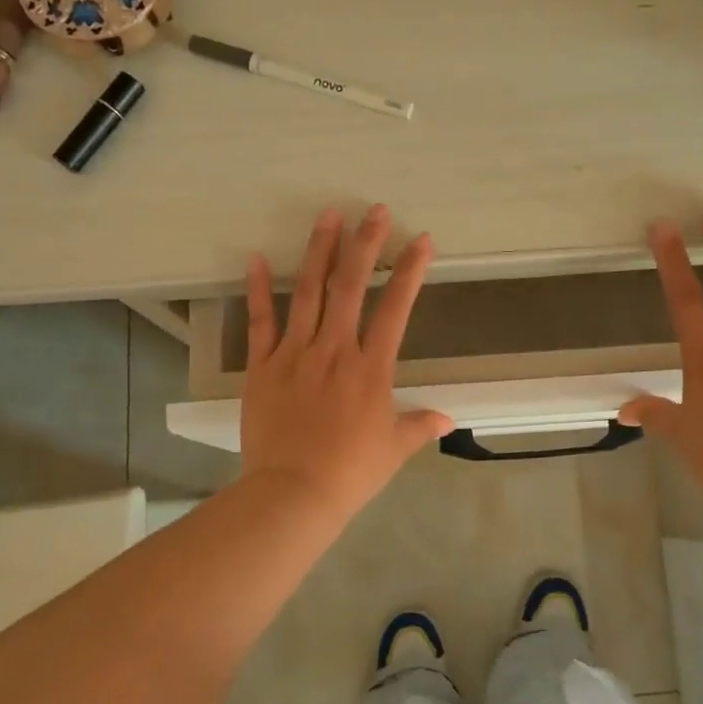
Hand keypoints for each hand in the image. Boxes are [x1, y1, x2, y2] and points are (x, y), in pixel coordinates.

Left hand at [239, 205, 453, 518]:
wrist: (293, 493)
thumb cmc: (350, 472)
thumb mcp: (393, 450)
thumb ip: (419, 426)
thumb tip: (446, 419)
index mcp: (371, 368)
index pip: (396, 309)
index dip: (410, 272)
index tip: (421, 240)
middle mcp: (334, 349)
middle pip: (350, 286)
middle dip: (365, 244)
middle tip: (375, 210)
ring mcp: (294, 354)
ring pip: (308, 292)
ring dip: (319, 250)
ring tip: (328, 215)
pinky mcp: (262, 366)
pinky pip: (260, 322)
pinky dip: (257, 289)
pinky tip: (255, 258)